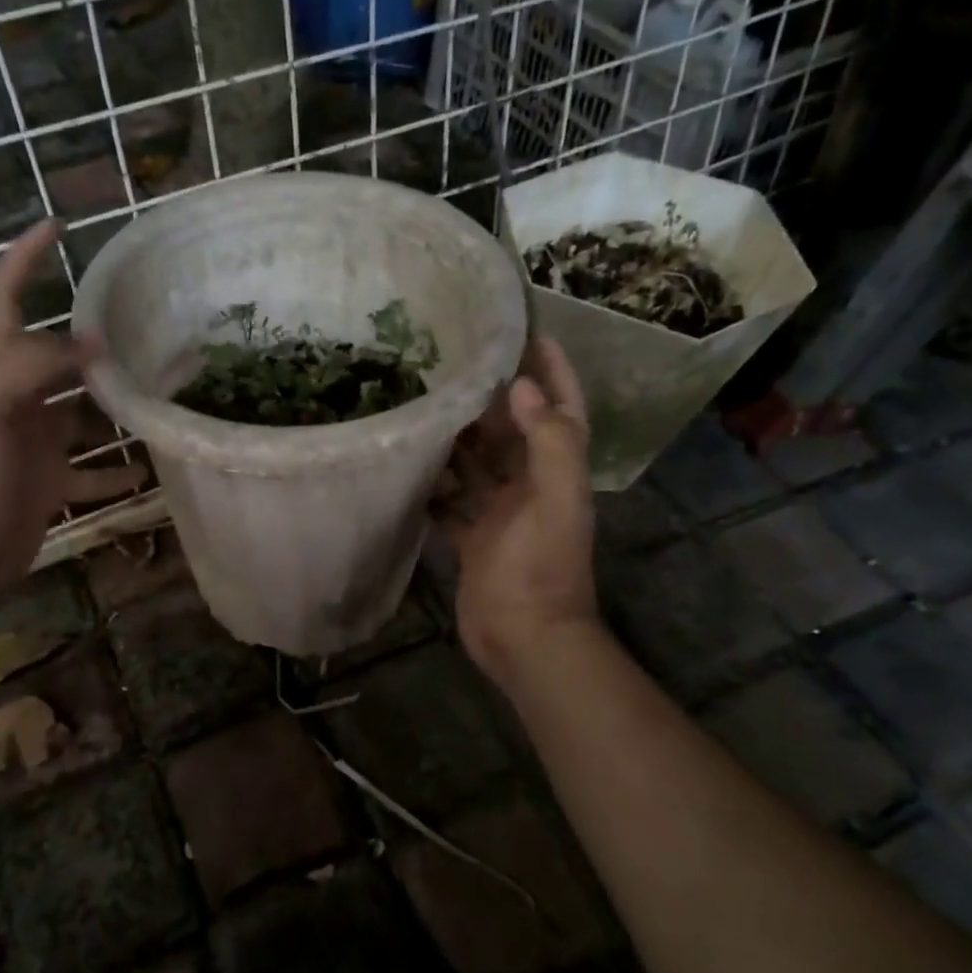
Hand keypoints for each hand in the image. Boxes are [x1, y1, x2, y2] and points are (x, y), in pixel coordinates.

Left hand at [0, 220, 145, 600]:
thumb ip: (35, 367)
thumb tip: (93, 341)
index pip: (6, 301)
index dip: (25, 261)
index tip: (58, 226)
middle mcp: (14, 401)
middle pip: (54, 357)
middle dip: (90, 336)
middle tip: (142, 321)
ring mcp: (33, 445)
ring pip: (80, 413)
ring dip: (114, 404)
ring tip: (159, 391)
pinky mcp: (48, 484)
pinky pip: (91, 471)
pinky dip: (117, 470)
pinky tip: (148, 469)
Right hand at [439, 337, 598, 686]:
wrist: (524, 637)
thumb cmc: (541, 567)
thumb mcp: (555, 500)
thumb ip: (549, 443)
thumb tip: (522, 386)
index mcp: (557, 473)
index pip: (561, 411)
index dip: (553, 373)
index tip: (530, 335)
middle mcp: (530, 487)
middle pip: (513, 433)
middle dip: (493, 400)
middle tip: (456, 363)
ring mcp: (500, 515)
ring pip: (478, 466)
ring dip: (459, 439)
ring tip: (426, 404)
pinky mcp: (473, 540)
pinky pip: (451, 503)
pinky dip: (435, 486)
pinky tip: (410, 464)